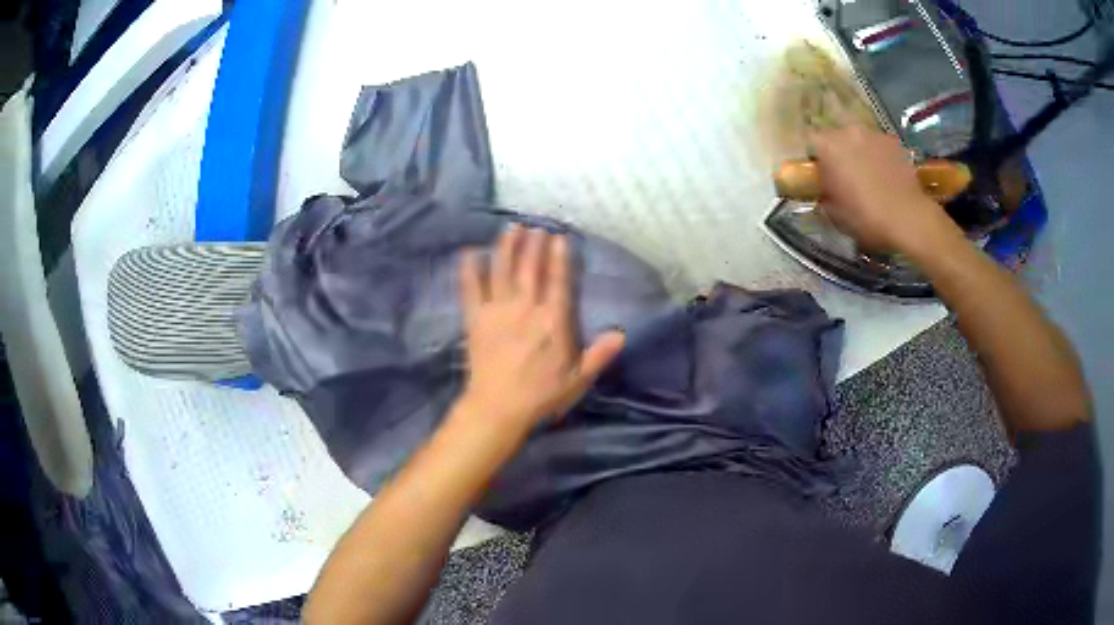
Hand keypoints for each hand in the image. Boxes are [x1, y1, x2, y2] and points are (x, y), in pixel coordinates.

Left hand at [457, 225, 624, 434]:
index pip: (558, 281)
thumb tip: (622, 333)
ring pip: (502, 270)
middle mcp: (525, 308)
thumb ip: (599, 354)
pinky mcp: (475, 318)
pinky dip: (470, 270)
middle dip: (534, 245)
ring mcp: (497, 311)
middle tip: (537, 226)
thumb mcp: (578, 379)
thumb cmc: (541, 394)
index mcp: (552, 321)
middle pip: (529, 269)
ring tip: (512, 227)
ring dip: (507, 247)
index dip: (559, 257)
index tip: (560, 237)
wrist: (498, 407)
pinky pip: (471, 288)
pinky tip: (469, 252)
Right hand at [810, 126, 962, 254]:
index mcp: (828, 145)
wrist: (909, 219)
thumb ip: (823, 194)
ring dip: (859, 153)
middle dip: (837, 153)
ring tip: (867, 176)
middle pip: (836, 137)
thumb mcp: (834, 213)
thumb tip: (822, 190)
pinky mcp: (895, 142)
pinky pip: (879, 146)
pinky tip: (885, 177)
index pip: (810, 144)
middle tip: (843, 176)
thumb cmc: (866, 217)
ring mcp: (874, 134)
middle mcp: (849, 131)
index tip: (819, 177)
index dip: (814, 160)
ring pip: (859, 140)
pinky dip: (879, 156)